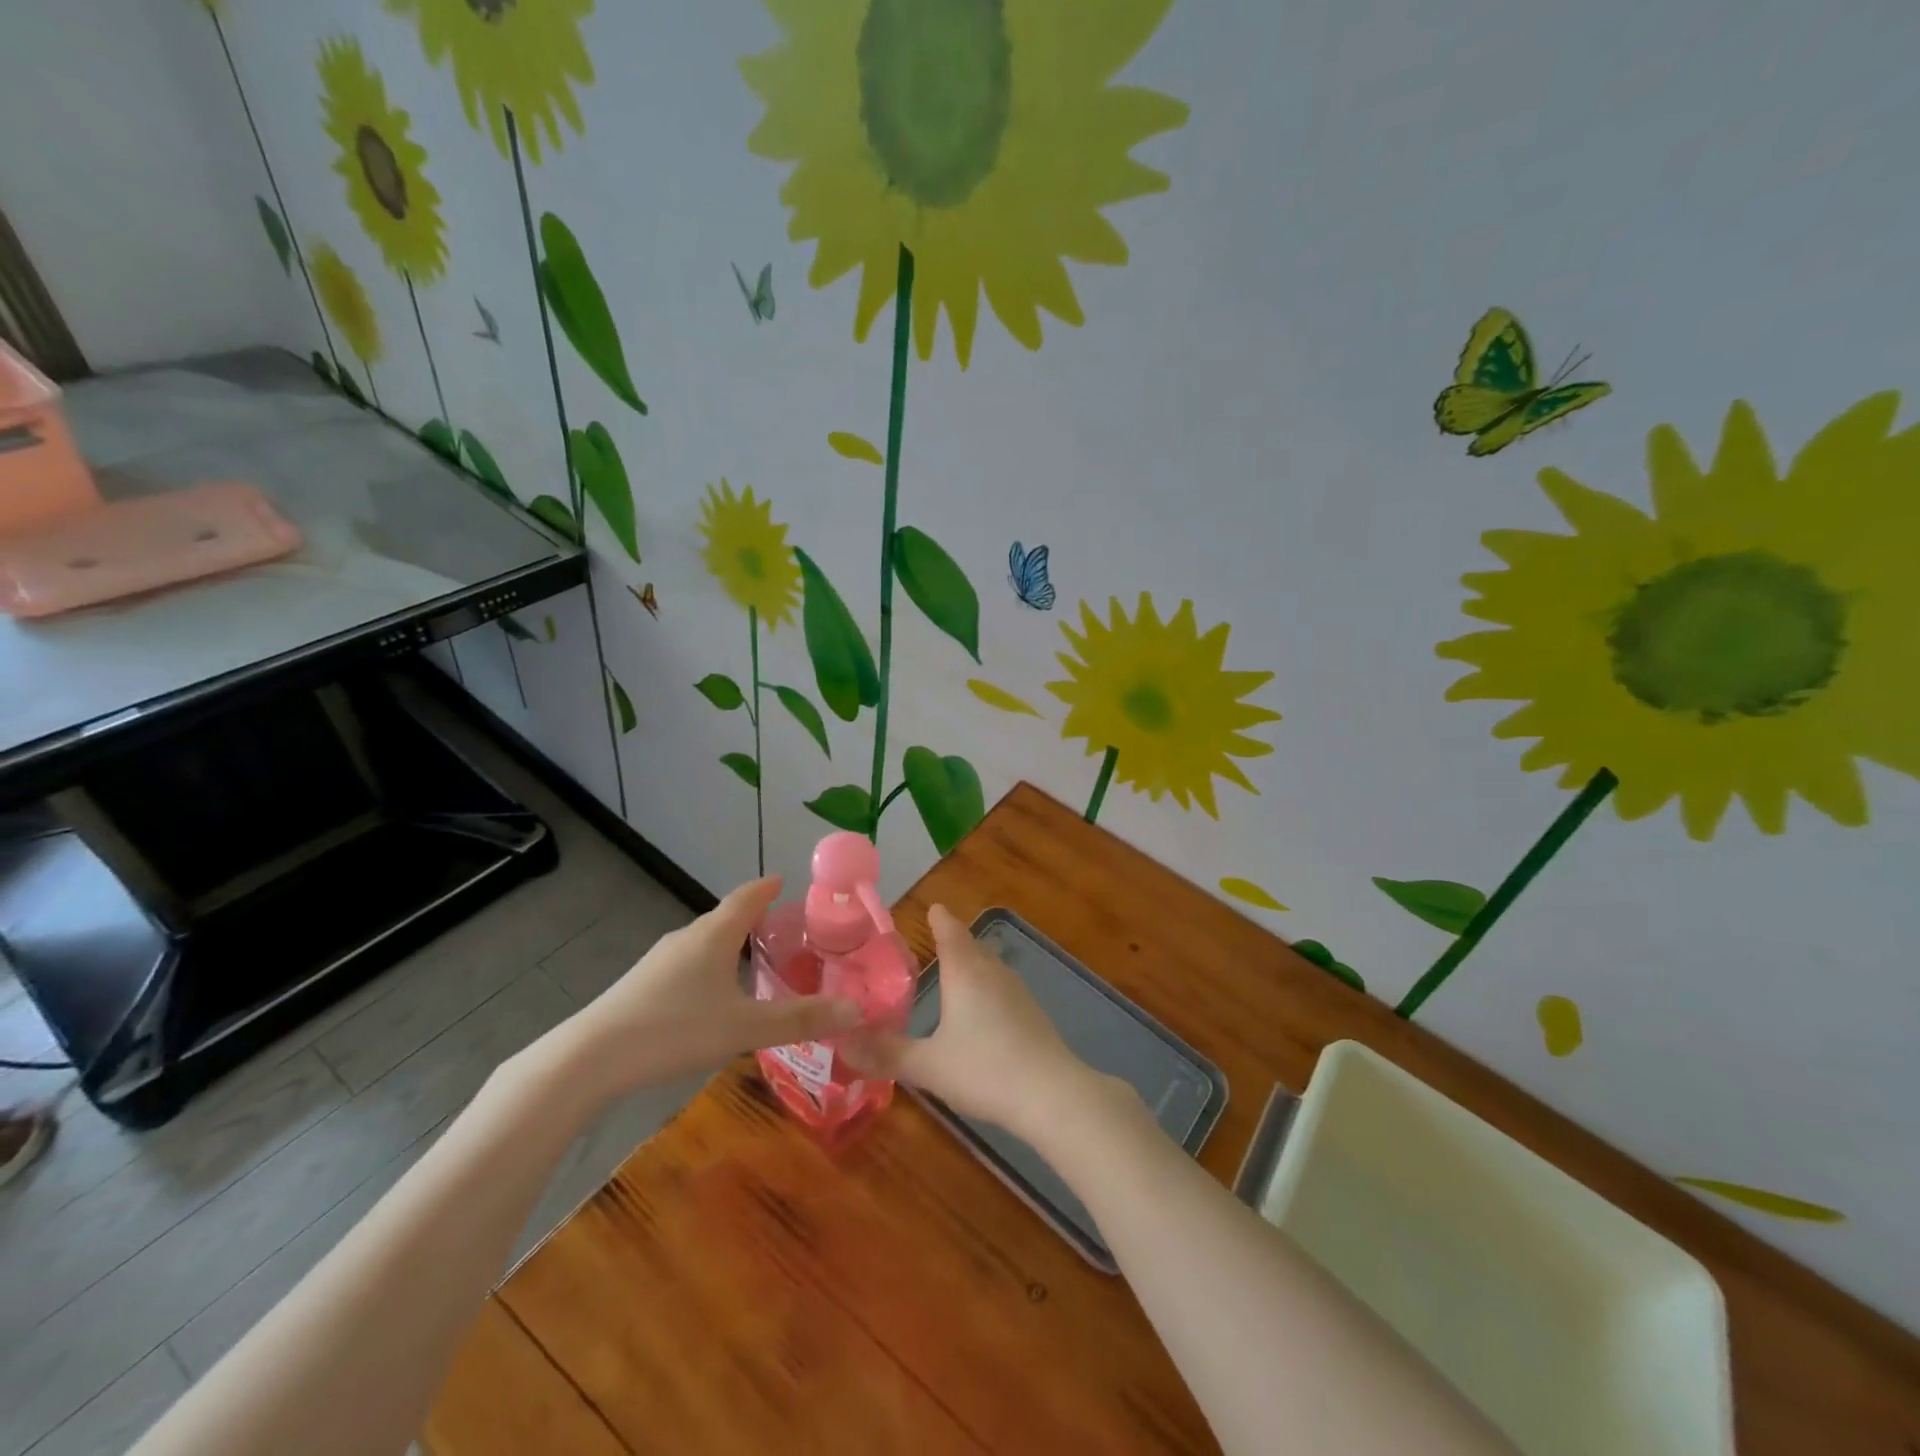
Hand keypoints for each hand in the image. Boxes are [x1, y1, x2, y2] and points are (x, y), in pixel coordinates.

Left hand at [552, 877, 860, 1101]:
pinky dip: (708, 967)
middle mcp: (687, 937)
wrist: (590, 1057)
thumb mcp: (745, 1027)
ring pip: (704, 942)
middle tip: (782, 930)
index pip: (748, 897)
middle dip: (754, 918)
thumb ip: (801, 1019)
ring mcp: (659, 960)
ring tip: (752, 963)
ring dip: (729, 944)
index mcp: (715, 935)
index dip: (768, 888)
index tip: (784, 881)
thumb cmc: (676, 1029)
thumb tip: (856, 1010)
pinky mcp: (642, 984)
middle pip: (726, 918)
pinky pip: (686, 963)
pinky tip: (711, 997)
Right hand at [844, 904, 1102, 1141]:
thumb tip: (842, 1041)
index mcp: (965, 972)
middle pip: (972, 945)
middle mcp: (992, 972)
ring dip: (972, 964)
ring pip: (990, 966)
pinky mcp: (1033, 1014)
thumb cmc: (984, 1069)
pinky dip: (987, 988)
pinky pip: (1002, 988)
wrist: (1052, 1094)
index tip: (931, 908)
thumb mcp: (927, 1065)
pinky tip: (982, 1011)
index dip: (939, 919)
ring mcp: (1018, 992)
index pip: (950, 931)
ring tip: (955, 972)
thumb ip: (885, 1053)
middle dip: (954, 940)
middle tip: (934, 940)